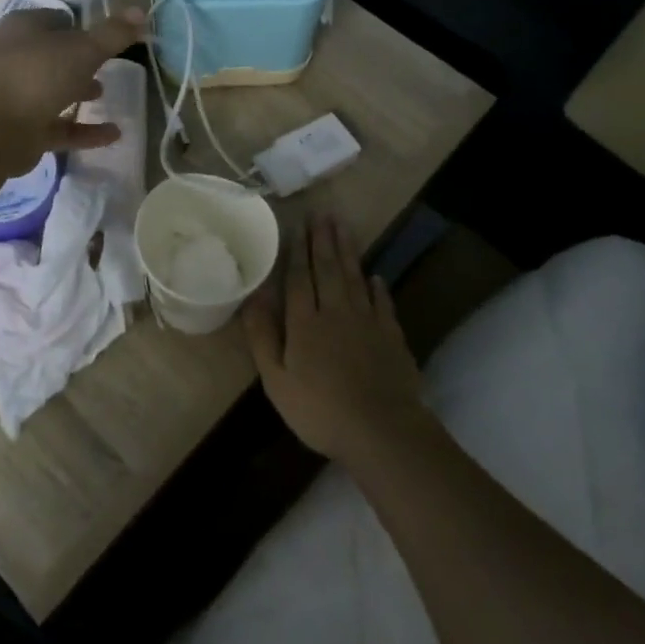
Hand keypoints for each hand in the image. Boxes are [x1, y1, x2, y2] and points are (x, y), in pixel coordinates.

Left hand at [0, 7, 145, 172]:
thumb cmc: (37, 75)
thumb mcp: (83, 49)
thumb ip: (113, 34)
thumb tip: (141, 11)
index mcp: (24, 28)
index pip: (56, 19)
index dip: (82, 26)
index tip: (107, 36)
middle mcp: (16, 57)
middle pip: (53, 55)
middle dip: (79, 60)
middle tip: (107, 64)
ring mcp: (17, 95)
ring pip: (53, 90)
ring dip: (77, 92)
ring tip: (105, 94)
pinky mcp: (22, 130)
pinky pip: (60, 127)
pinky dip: (85, 130)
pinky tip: (114, 134)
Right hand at [244, 213, 425, 461]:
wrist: (382, 431)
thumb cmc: (320, 410)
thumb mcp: (277, 380)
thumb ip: (263, 336)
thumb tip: (253, 296)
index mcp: (304, 322)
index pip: (298, 278)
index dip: (297, 251)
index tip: (297, 225)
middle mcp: (335, 312)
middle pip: (328, 269)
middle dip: (323, 240)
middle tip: (322, 213)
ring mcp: (367, 322)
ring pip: (355, 278)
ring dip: (348, 251)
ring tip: (343, 227)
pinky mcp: (391, 336)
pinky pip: (382, 303)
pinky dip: (377, 287)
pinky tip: (375, 276)